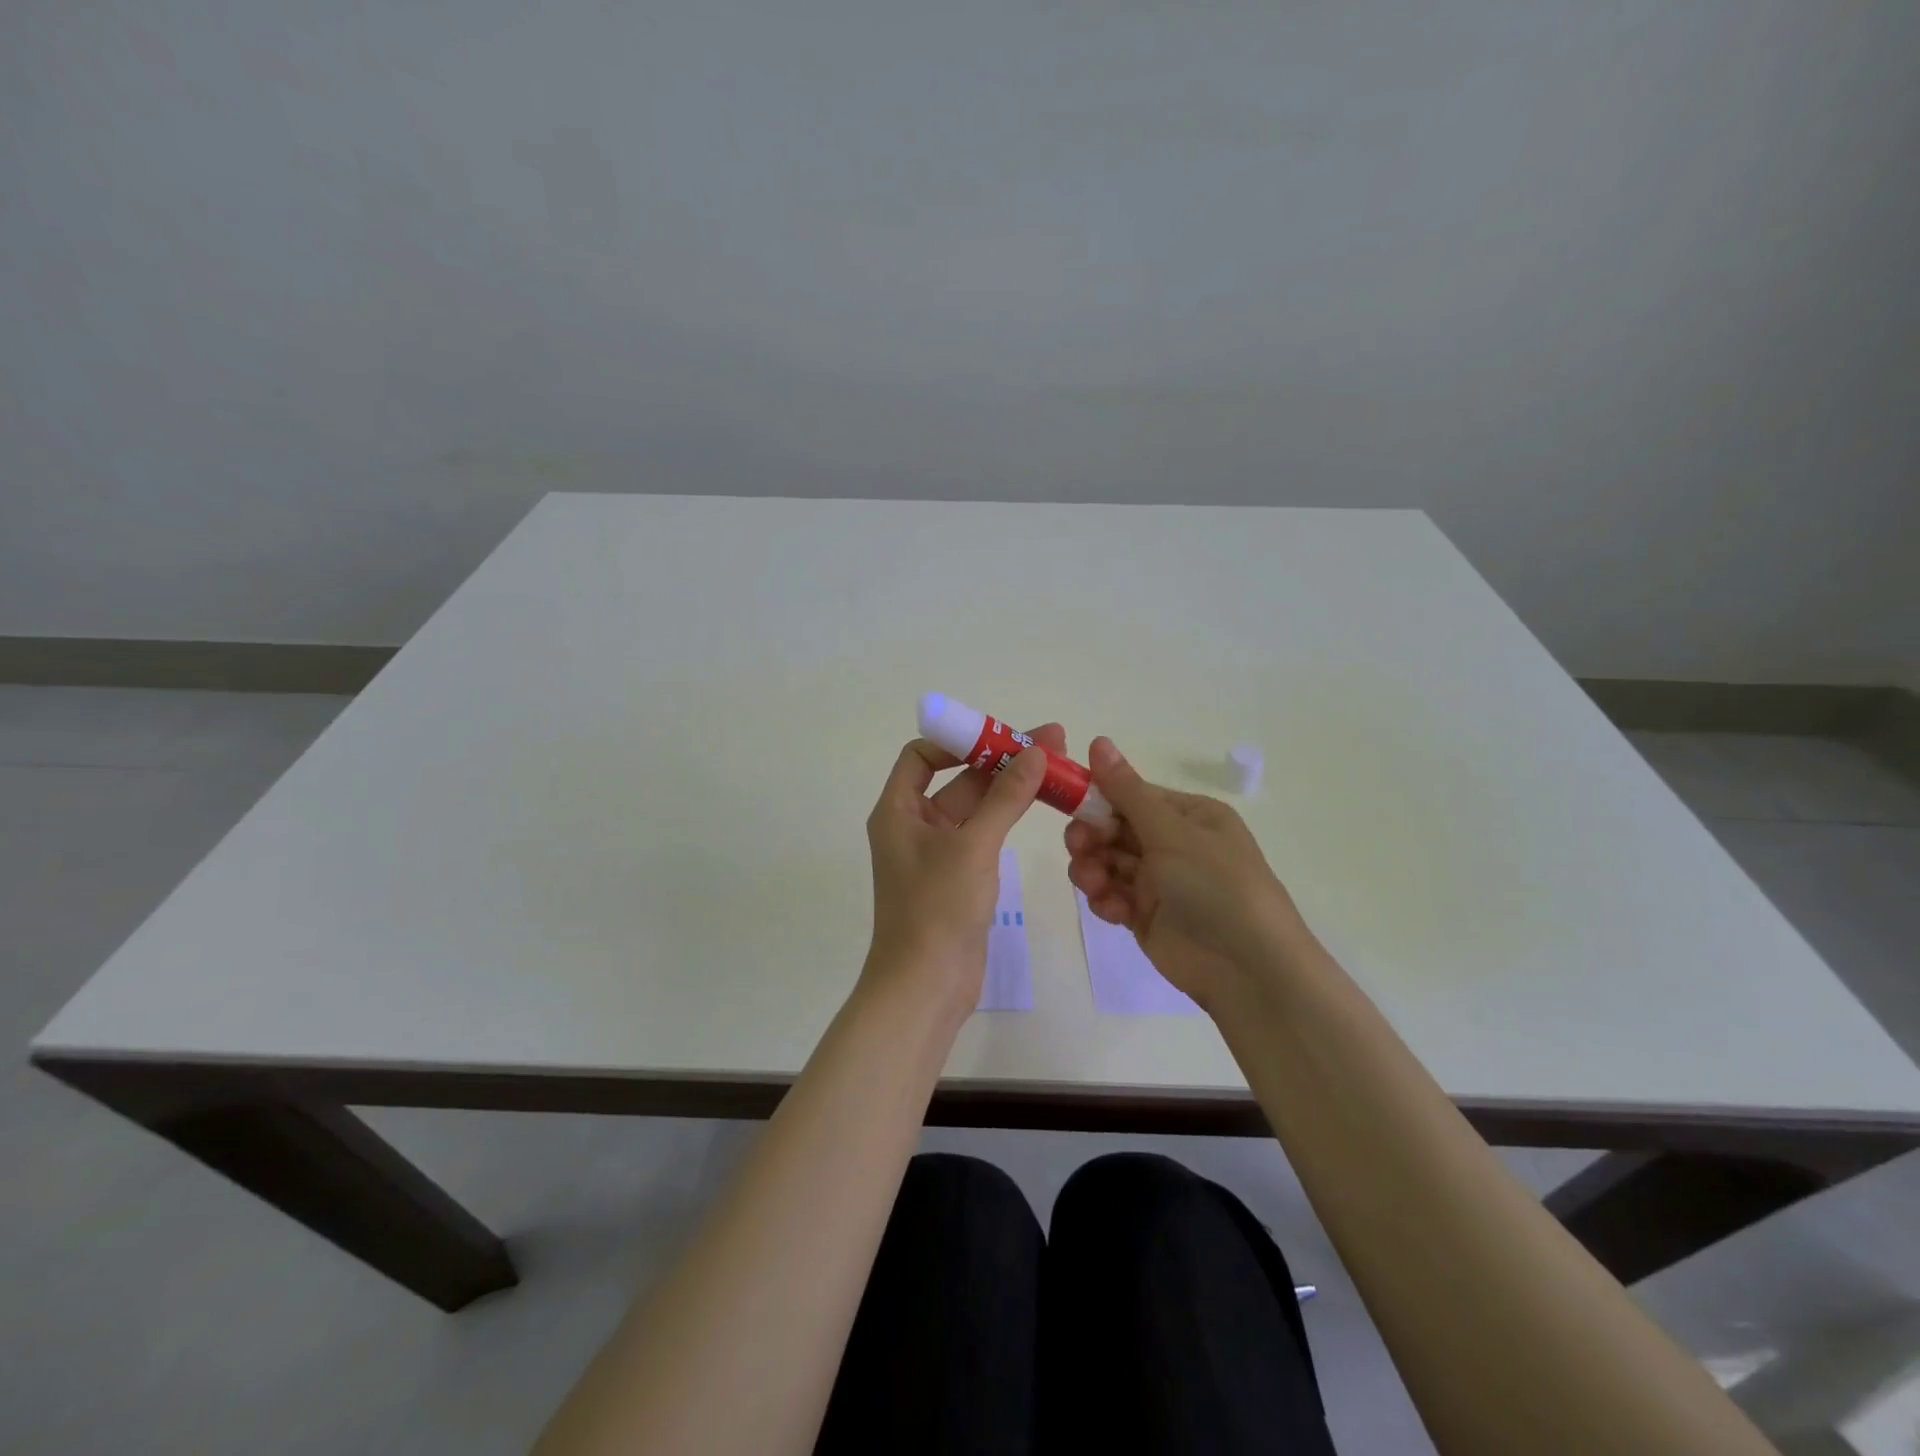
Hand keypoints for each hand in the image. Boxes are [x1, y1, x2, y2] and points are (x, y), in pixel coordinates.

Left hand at [863, 725, 1064, 1021]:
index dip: (957, 740)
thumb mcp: (973, 846)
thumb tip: (1035, 751)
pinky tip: (1040, 804)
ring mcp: (937, 852)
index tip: (999, 737)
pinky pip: (984, 833)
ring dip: (1011, 787)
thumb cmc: (937, 908)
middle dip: (1001, 760)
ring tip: (1056, 767)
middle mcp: (913, 825)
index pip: (920, 756)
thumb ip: (1005, 798)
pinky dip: (1008, 817)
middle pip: (956, 778)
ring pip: (976, 806)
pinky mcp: (959, 876)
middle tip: (1051, 742)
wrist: (926, 986)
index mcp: (897, 811)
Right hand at [1064, 737, 1312, 1011]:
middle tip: (1079, 847)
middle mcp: (1174, 844)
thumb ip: (1127, 791)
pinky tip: (1113, 909)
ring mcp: (1160, 882)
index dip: (1099, 798)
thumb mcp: (1172, 832)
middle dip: (1091, 836)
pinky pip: (1113, 895)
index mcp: (1189, 816)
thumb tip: (1098, 739)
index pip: (1132, 795)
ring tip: (1094, 884)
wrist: (1248, 969)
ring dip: (1093, 869)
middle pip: (1114, 828)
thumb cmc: (1216, 886)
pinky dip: (1106, 899)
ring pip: (1108, 862)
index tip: (1069, 804)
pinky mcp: (1146, 916)